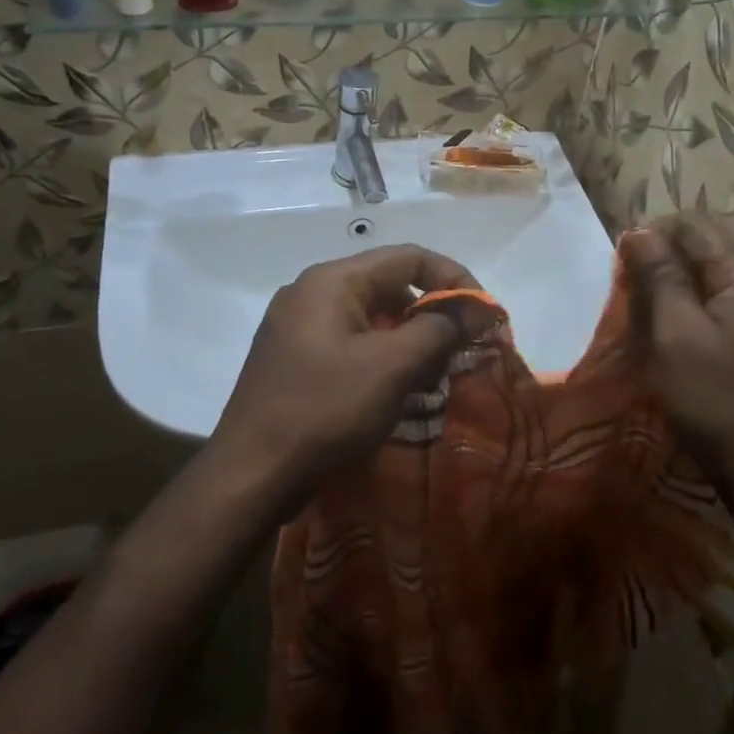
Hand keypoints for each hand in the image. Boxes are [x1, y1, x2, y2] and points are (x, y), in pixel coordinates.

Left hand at [211, 244, 488, 500]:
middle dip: (431, 318)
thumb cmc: (325, 410)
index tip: (482, 316)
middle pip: (389, 288)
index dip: (453, 280)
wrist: (250, 475)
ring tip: (433, 382)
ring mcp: (299, 329)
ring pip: (372, 321)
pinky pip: (352, 346)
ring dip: (410, 344)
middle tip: (459, 356)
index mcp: (332, 281)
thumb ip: (440, 329)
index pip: (408, 258)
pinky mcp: (295, 362)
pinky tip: (399, 396)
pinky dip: (383, 362)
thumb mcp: (392, 367)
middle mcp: (312, 294)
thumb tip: (476, 309)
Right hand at [620, 214, 733, 494]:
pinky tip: (691, 311)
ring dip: (697, 261)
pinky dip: (714, 285)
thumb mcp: (674, 336)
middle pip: (725, 235)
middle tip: (642, 262)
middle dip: (680, 238)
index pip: (699, 227)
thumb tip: (642, 231)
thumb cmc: (714, 401)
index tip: (623, 251)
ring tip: (660, 284)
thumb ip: (660, 276)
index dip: (657, 229)